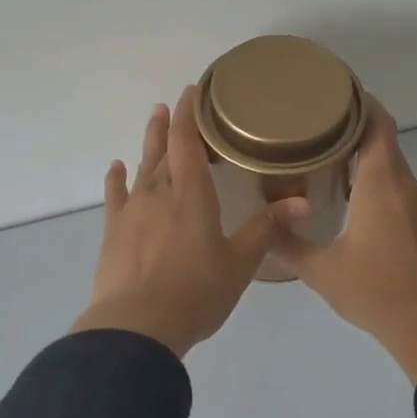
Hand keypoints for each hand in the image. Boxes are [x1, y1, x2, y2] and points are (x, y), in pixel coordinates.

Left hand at [70, 87, 307, 358]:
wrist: (137, 326)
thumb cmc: (196, 293)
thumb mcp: (240, 263)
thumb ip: (267, 228)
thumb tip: (303, 200)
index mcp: (192, 195)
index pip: (188, 141)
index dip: (190, 114)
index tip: (192, 91)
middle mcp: (159, 193)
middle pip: (162, 149)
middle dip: (168, 125)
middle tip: (170, 104)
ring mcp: (132, 211)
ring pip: (141, 167)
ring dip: (146, 144)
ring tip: (151, 122)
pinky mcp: (113, 232)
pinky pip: (114, 196)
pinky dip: (116, 179)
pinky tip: (116, 167)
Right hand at [274, 100, 416, 379]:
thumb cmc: (375, 291)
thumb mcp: (321, 271)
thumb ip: (289, 245)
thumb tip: (264, 228)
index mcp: (381, 185)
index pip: (378, 126)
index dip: (362, 104)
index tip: (338, 93)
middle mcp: (406, 187)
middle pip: (385, 144)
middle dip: (355, 132)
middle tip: (319, 130)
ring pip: (395, 170)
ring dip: (368, 162)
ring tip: (332, 165)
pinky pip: (403, 192)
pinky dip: (381, 186)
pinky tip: (359, 206)